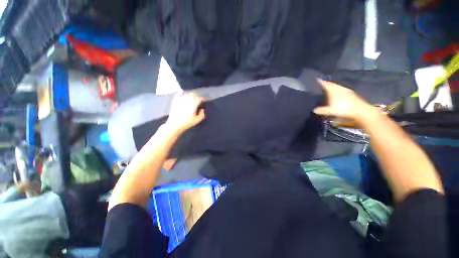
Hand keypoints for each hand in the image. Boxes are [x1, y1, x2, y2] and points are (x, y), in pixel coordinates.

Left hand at [165, 93, 205, 132]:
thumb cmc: (187, 122)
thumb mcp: (197, 120)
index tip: (204, 100)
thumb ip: (202, 114)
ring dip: (190, 95)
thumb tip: (202, 110)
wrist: (175, 124)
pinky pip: (179, 95)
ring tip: (192, 97)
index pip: (199, 99)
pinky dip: (182, 94)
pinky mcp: (175, 101)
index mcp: (194, 104)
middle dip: (197, 96)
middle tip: (199, 99)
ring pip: (187, 94)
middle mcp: (187, 100)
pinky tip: (183, 94)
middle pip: (193, 95)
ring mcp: (181, 100)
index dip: (202, 99)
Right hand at [313, 79, 375, 120]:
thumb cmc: (343, 109)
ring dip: (333, 86)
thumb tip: (314, 110)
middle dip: (327, 83)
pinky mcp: (351, 93)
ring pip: (338, 86)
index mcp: (333, 91)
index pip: (325, 84)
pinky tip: (338, 93)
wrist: (360, 110)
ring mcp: (346, 90)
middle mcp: (339, 88)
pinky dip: (338, 89)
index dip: (320, 82)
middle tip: (322, 83)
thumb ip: (321, 110)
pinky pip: (342, 89)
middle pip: (332, 84)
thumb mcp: (330, 111)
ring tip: (329, 87)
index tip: (316, 79)